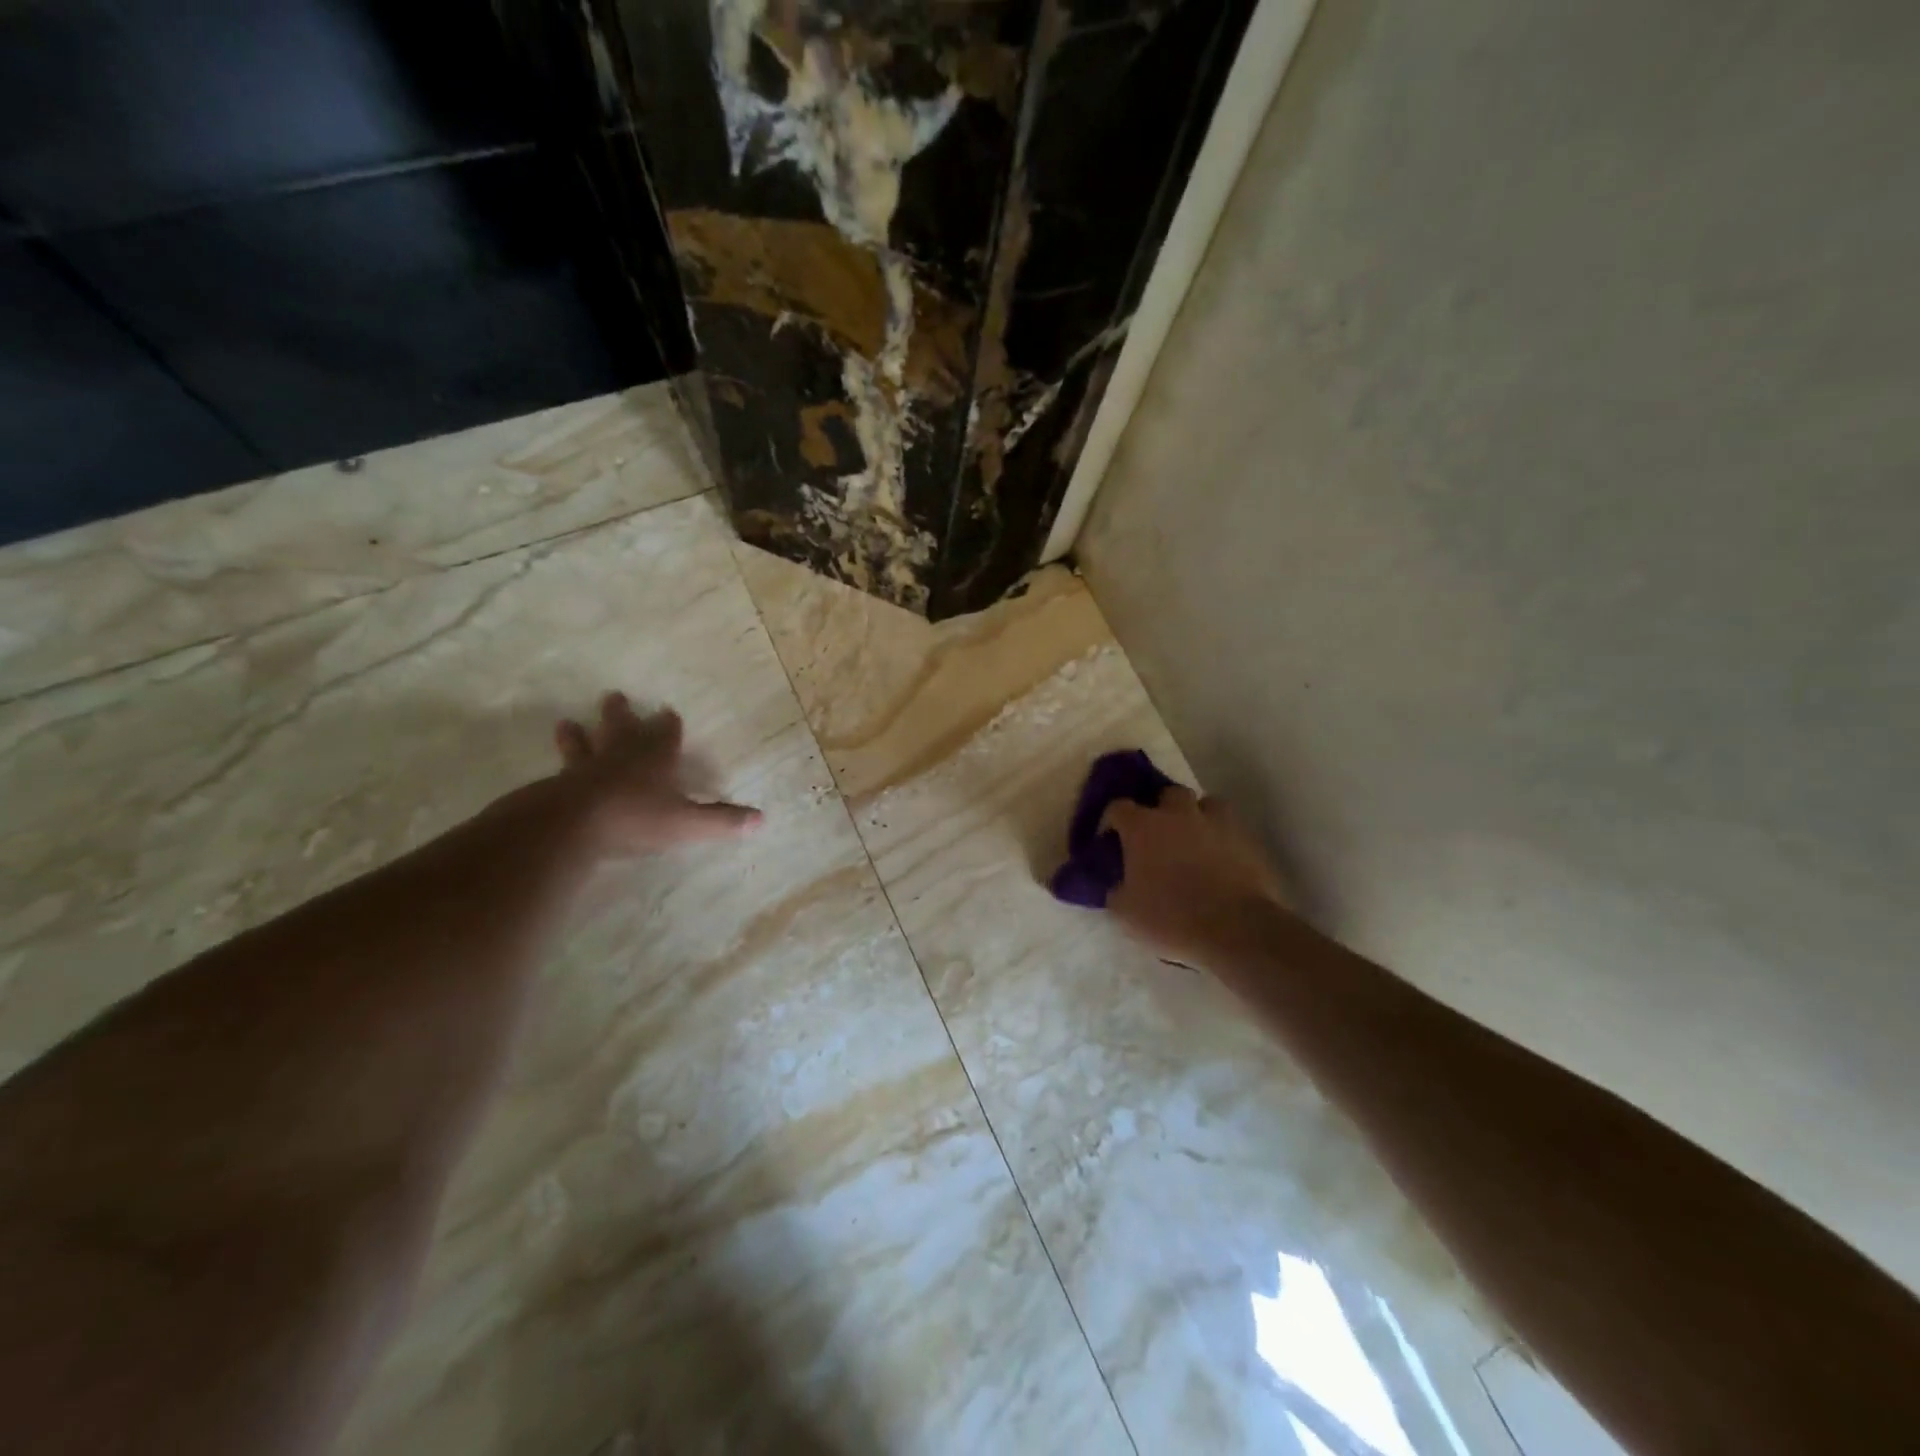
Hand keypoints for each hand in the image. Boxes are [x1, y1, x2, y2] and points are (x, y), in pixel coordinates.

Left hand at [551, 692, 760, 856]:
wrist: (573, 823)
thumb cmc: (636, 817)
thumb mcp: (687, 822)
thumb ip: (721, 820)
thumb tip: (761, 819)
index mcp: (655, 758)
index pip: (665, 733)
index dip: (668, 724)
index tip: (668, 712)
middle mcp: (622, 755)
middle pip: (623, 728)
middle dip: (622, 714)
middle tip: (614, 696)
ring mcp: (587, 768)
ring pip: (585, 744)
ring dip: (579, 734)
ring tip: (567, 722)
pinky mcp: (559, 785)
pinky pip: (562, 771)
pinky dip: (560, 765)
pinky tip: (552, 769)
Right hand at [1102, 787, 1291, 966]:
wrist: (1235, 929)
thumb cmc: (1171, 917)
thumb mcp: (1126, 912)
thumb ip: (1116, 890)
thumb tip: (1116, 884)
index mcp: (1143, 827)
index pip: (1118, 807)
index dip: (1112, 821)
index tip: (1112, 839)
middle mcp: (1178, 814)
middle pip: (1167, 794)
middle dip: (1161, 809)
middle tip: (1159, 835)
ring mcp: (1216, 823)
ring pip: (1206, 804)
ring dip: (1197, 817)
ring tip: (1195, 840)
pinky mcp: (1247, 839)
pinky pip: (1231, 829)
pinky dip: (1223, 839)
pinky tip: (1222, 860)